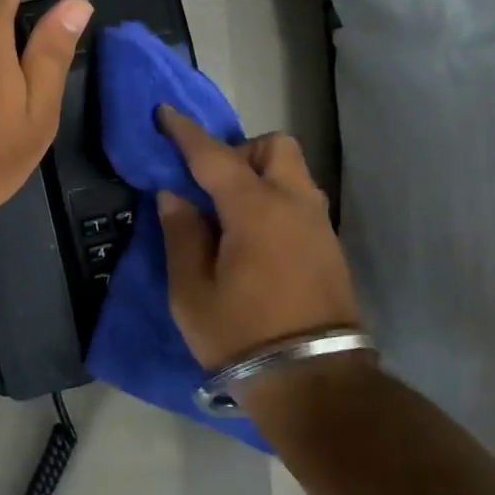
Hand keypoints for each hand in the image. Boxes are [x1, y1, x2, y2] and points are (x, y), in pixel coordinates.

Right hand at [156, 107, 359, 367]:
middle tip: (211, 185)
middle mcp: (294, 205)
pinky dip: (276, 200)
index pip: (215, 156)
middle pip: (275, 147)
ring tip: (231, 213)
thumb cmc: (241, 335)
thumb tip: (174, 196)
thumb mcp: (191, 291)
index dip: (186, 133)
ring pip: (293, 173)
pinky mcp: (330, 247)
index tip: (165, 113)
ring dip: (262, 175)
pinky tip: (255, 237)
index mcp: (255, 210)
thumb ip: (181, 234)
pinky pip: (301, 201)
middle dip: (241, 151)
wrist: (312, 381)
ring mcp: (319, 225)